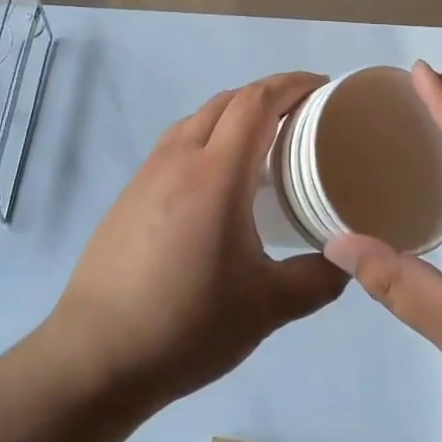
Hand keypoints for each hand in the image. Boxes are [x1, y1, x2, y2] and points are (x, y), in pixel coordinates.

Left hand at [50, 73, 347, 406]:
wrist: (94, 357)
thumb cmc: (186, 325)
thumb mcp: (267, 308)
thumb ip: (317, 279)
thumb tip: (347, 260)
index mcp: (216, 174)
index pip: (256, 101)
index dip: (291, 84)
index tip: (323, 87)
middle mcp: (179, 159)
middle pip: (227, 100)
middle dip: (268, 94)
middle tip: (303, 113)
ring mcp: (148, 174)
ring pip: (198, 118)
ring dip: (235, 113)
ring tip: (265, 140)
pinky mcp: (129, 194)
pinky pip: (177, 143)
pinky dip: (208, 136)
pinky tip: (218, 178)